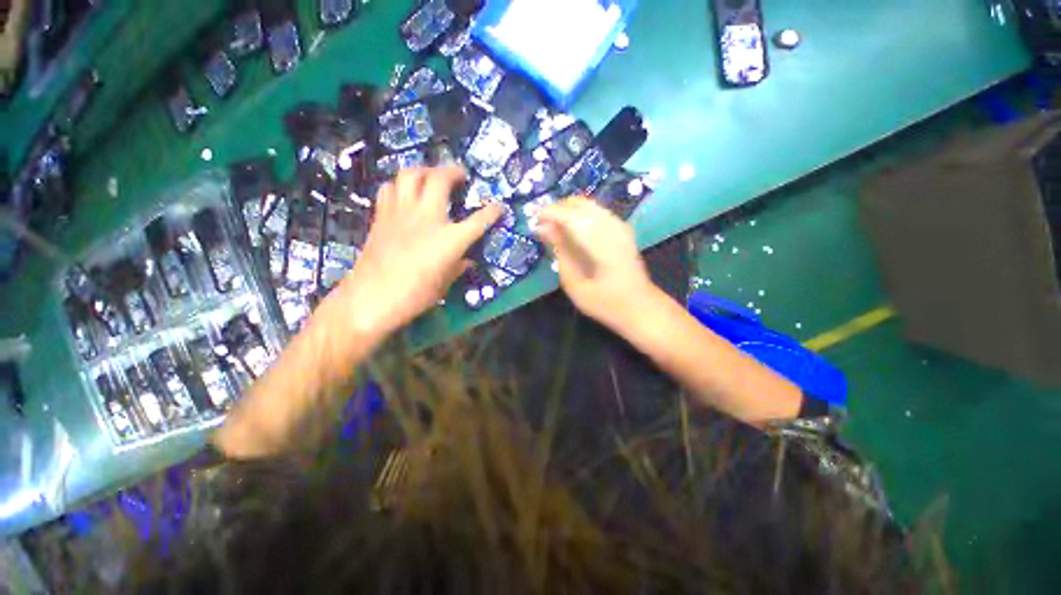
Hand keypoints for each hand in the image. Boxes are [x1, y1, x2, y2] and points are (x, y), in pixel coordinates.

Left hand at [328, 167, 500, 338]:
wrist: (371, 298)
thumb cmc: (415, 296)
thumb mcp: (444, 284)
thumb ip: (458, 267)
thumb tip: (467, 261)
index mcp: (450, 239)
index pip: (478, 220)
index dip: (492, 212)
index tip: (499, 207)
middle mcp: (427, 218)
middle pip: (440, 179)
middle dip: (453, 171)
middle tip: (460, 175)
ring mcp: (402, 213)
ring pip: (411, 174)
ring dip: (424, 170)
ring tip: (431, 176)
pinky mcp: (382, 216)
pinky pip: (390, 188)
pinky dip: (400, 185)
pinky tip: (405, 194)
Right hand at [536, 197, 654, 328]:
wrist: (640, 307)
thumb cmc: (604, 302)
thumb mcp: (574, 283)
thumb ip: (560, 251)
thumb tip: (543, 228)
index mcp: (598, 241)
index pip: (568, 214)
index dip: (548, 213)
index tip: (532, 219)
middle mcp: (610, 226)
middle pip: (579, 203)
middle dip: (557, 209)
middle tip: (542, 225)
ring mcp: (619, 225)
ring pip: (588, 205)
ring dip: (568, 211)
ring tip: (554, 228)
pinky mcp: (623, 229)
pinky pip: (597, 212)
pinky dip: (580, 215)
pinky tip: (572, 230)